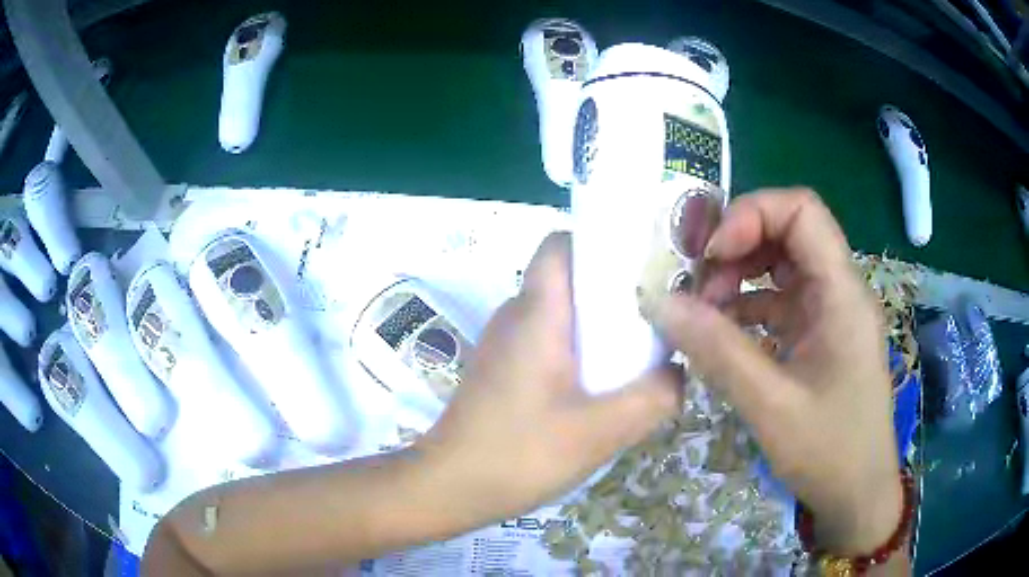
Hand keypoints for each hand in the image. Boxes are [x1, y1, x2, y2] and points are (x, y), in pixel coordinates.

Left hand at [416, 232, 682, 526]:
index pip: (560, 245)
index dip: (600, 244)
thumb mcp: (600, 431)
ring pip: (561, 314)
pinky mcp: (502, 369)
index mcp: (536, 313)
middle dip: (615, 291)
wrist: (448, 487)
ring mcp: (505, 344)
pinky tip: (601, 389)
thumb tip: (679, 372)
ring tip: (640, 353)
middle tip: (659, 315)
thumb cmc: (520, 454)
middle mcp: (516, 316)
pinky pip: (548, 342)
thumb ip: (653, 397)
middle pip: (569, 280)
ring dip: (599, 327)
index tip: (642, 267)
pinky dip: (578, 352)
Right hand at [656, 189, 901, 554]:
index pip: (801, 211)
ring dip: (739, 277)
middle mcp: (839, 290)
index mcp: (842, 293)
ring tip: (703, 312)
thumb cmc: (828, 451)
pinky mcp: (819, 335)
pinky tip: (721, 334)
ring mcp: (829, 312)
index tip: (712, 255)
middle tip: (698, 283)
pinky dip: (746, 307)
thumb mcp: (770, 405)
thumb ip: (717, 350)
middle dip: (738, 246)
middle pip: (788, 231)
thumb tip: (660, 303)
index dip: (752, 215)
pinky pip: (779, 301)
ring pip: (780, 266)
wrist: (856, 492)